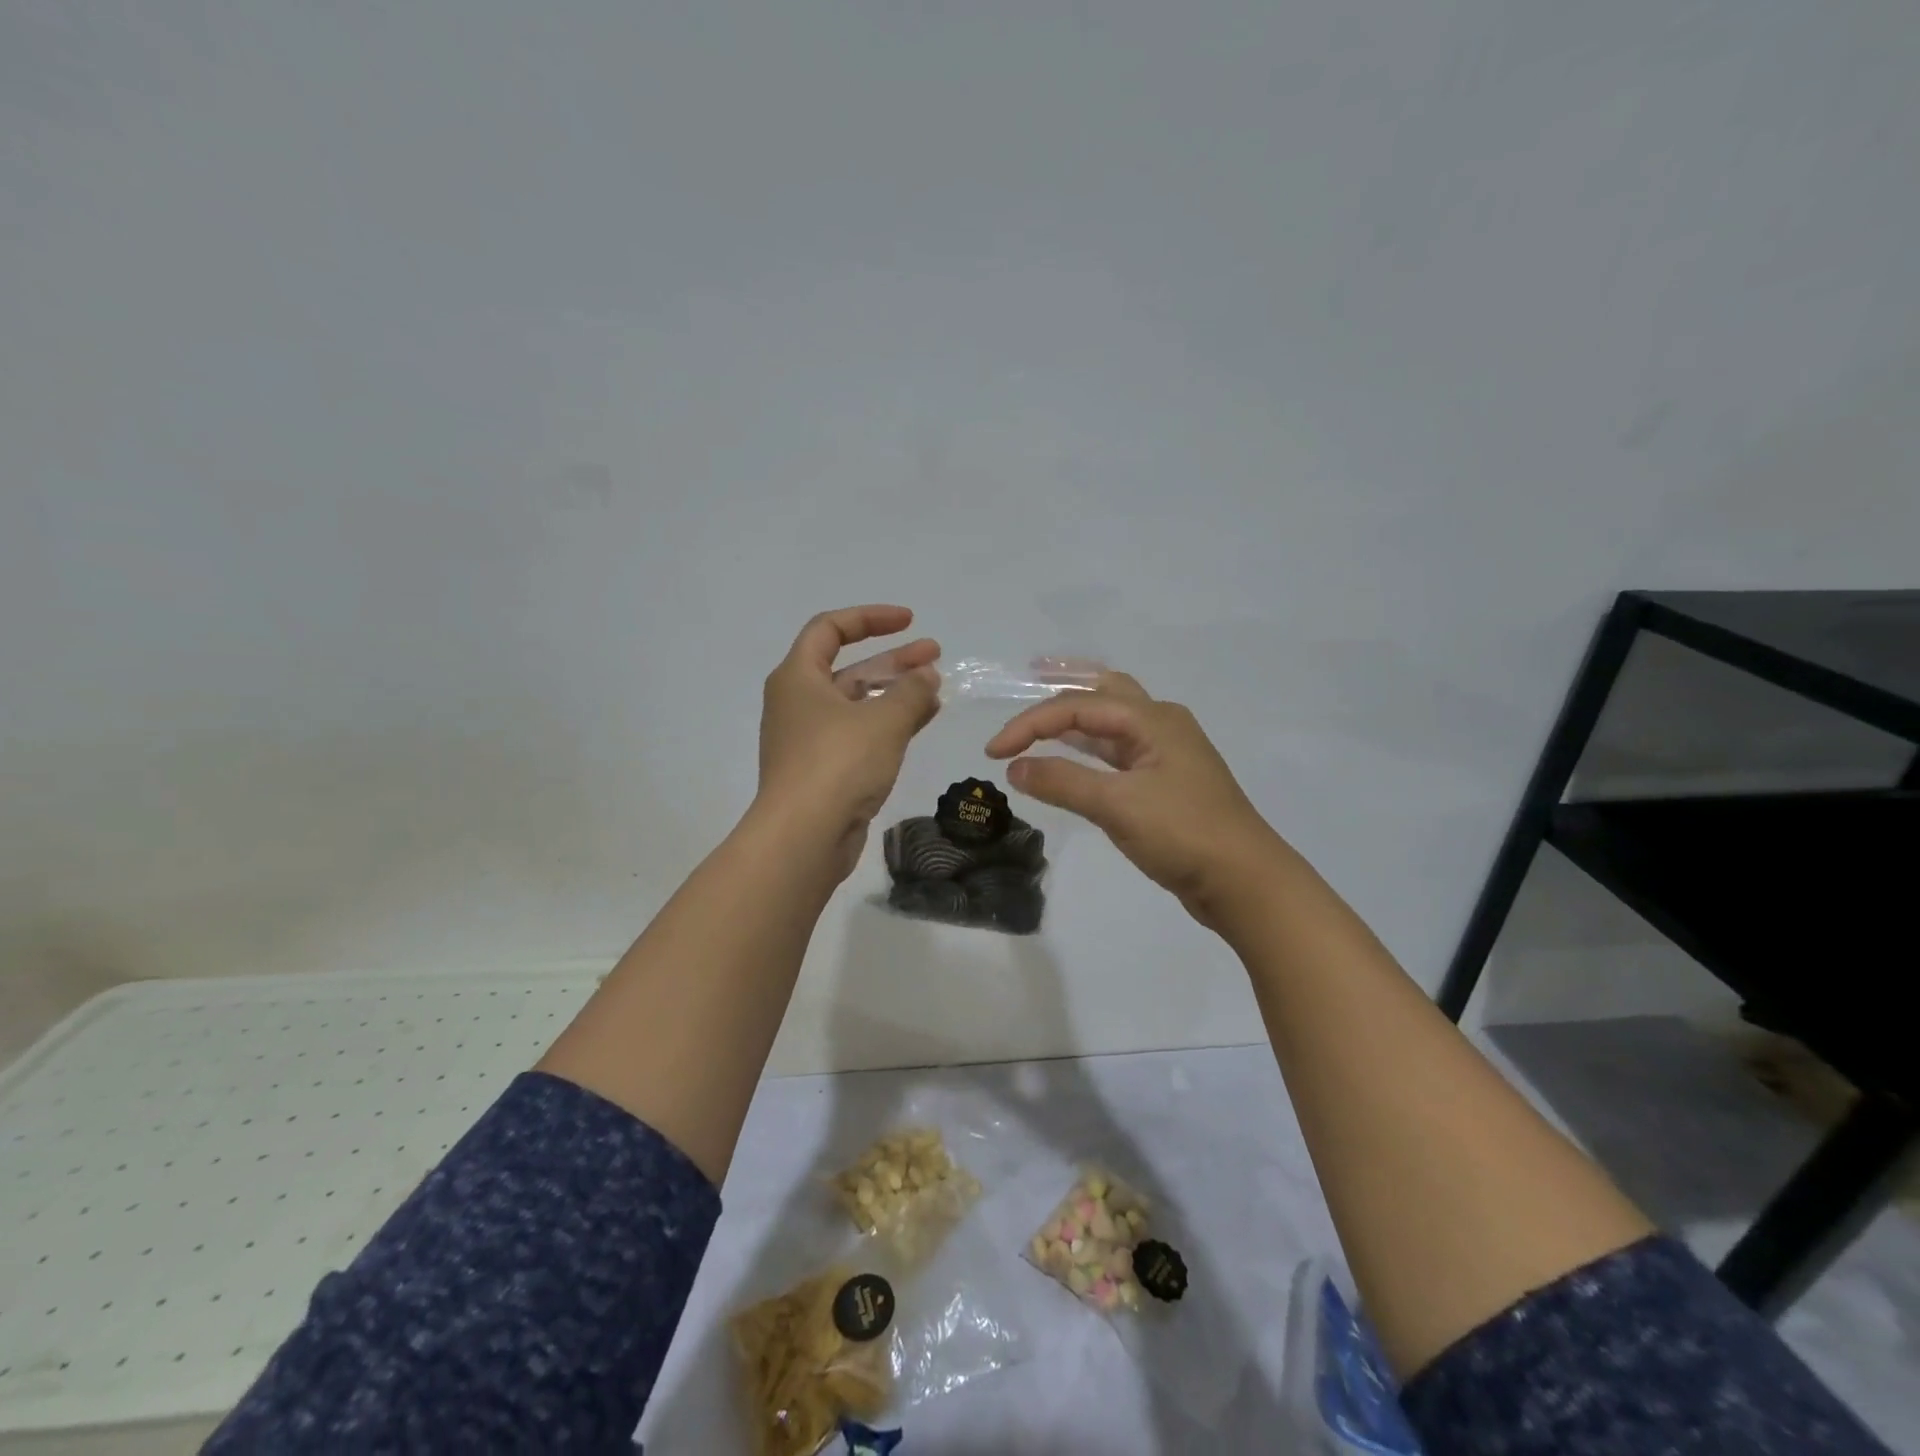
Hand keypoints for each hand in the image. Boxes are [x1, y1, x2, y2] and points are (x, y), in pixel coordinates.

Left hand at [756, 605, 941, 882]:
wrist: (804, 837)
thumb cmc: (838, 764)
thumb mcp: (883, 720)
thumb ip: (911, 691)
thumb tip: (928, 676)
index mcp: (798, 677)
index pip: (830, 629)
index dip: (870, 618)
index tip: (909, 621)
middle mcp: (799, 703)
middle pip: (848, 667)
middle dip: (893, 659)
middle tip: (935, 654)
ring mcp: (810, 739)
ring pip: (857, 703)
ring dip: (895, 693)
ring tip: (937, 689)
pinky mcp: (824, 771)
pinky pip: (860, 734)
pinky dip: (888, 724)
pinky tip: (921, 722)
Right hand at [985, 672, 1289, 926]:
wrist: (1244, 881)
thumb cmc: (1184, 834)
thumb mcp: (1117, 805)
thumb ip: (1063, 782)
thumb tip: (1014, 768)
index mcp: (1152, 719)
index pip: (1078, 706)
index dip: (1030, 724)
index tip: (993, 753)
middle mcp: (1161, 725)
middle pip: (1105, 691)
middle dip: (1066, 682)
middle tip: (1030, 674)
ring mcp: (1166, 754)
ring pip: (1113, 721)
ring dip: (1077, 716)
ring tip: (1044, 711)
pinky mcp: (1166, 783)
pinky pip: (1119, 751)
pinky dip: (1090, 748)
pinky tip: (1073, 755)